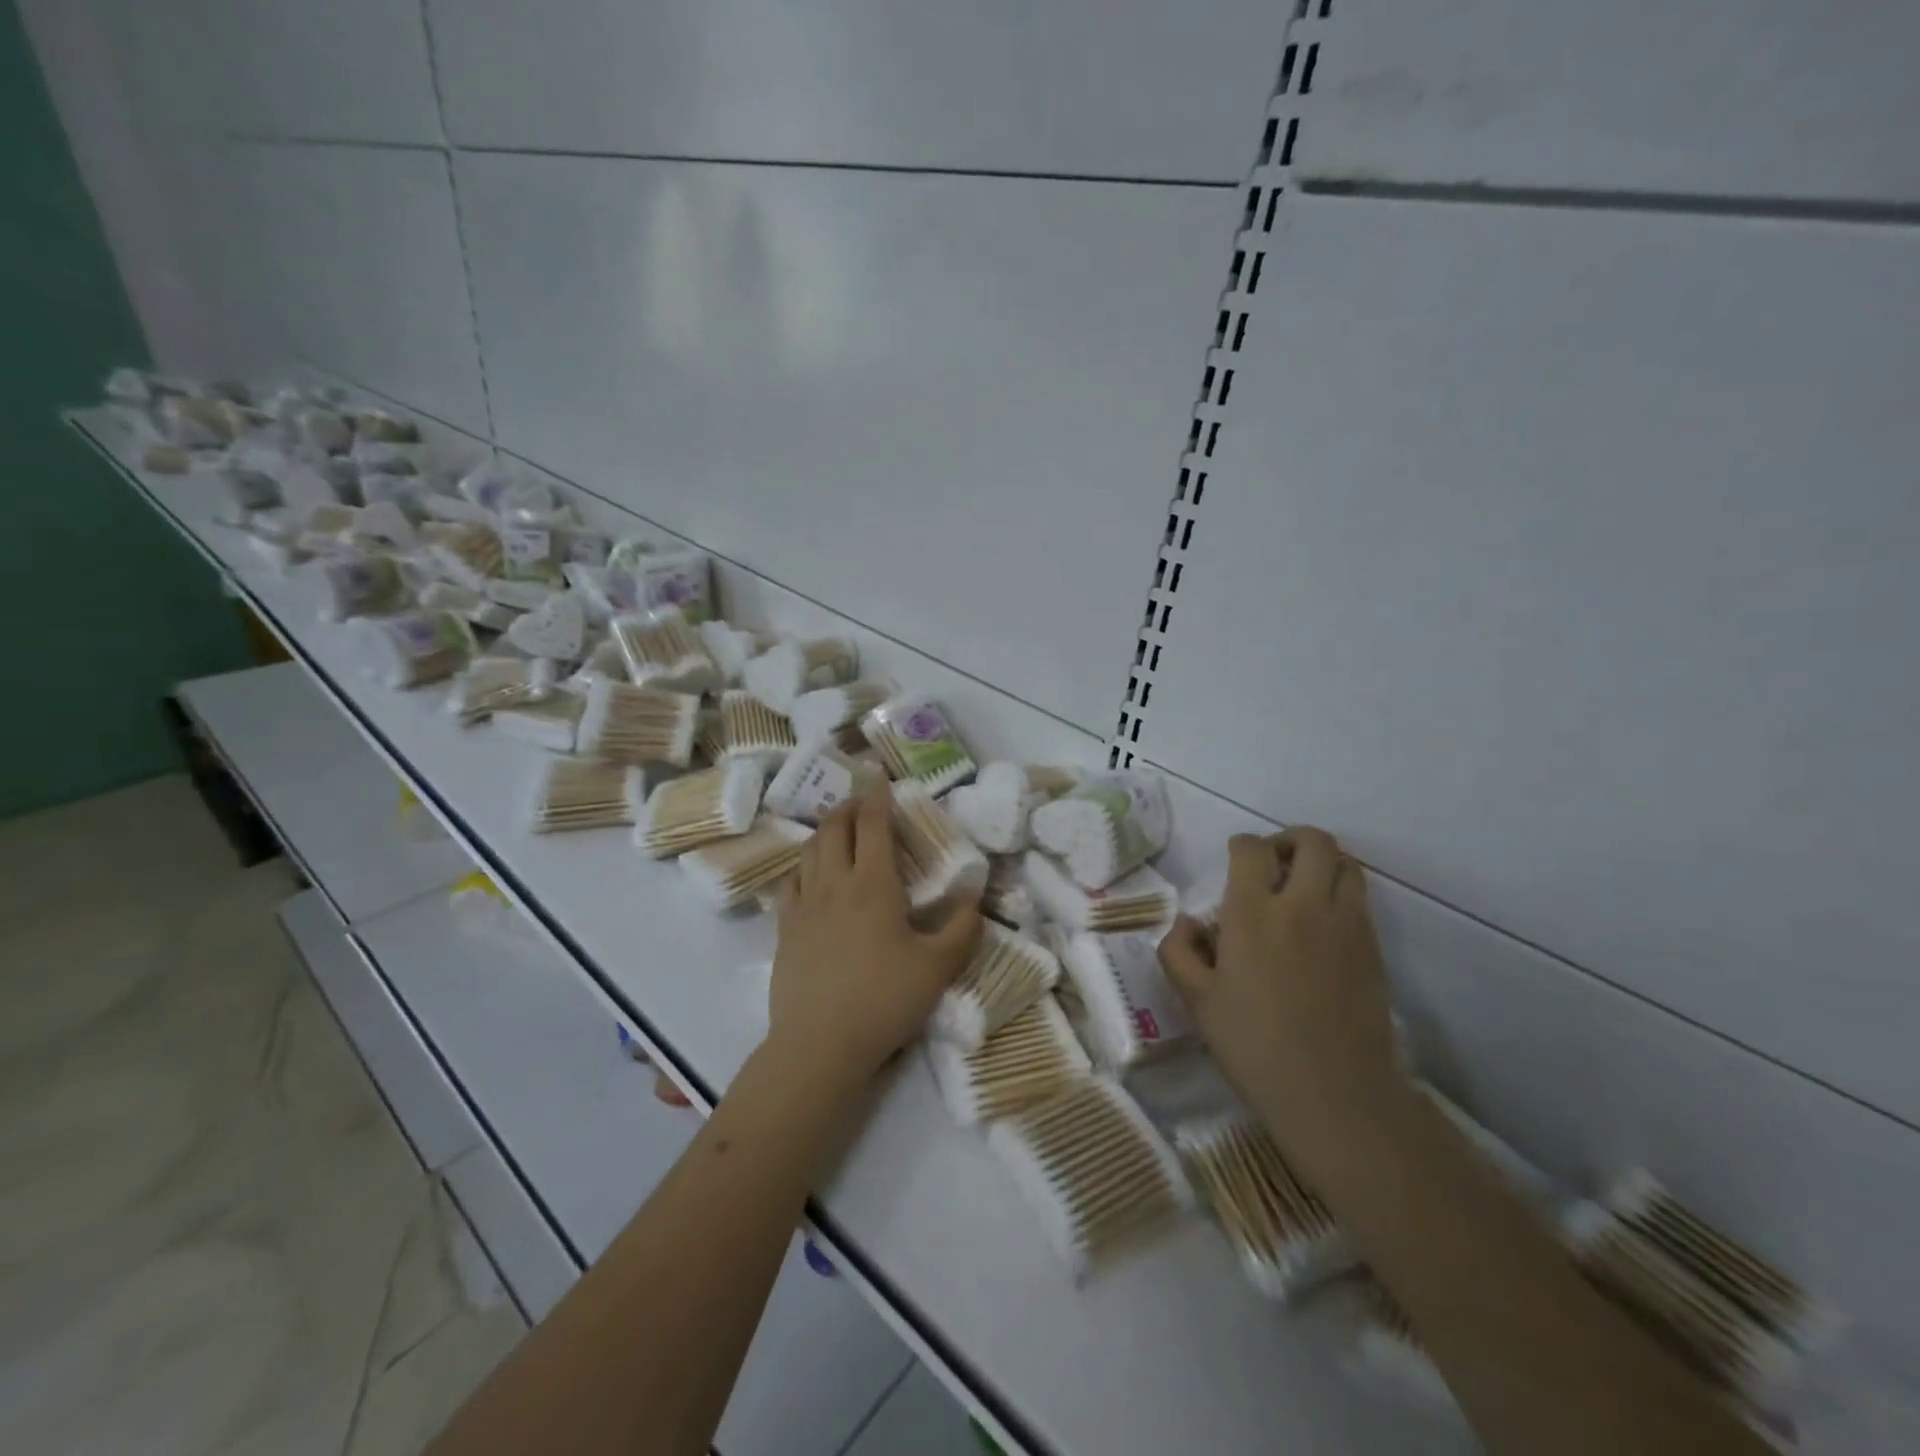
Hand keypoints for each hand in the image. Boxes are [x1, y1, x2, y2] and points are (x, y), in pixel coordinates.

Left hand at [770, 782, 982, 1086]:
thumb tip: (975, 895)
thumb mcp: (937, 967)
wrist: (820, 1044)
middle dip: (848, 807)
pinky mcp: (785, 929)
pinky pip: (790, 882)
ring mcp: (804, 906)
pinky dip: (802, 866)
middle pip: (834, 829)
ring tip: (837, 829)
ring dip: (824, 831)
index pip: (872, 825)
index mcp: (873, 884)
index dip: (876, 796)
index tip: (880, 777)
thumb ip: (962, 927)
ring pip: (809, 851)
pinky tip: (809, 874)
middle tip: (862, 802)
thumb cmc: (884, 1000)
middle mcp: (834, 884)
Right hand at [1159, 828, 1406, 1185]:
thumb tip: (1188, 924)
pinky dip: (1341, 894)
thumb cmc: (1254, 1046)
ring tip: (1303, 887)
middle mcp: (1304, 906)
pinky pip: (1361, 900)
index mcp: (1253, 913)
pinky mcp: (1373, 948)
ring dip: (1323, 863)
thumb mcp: (1196, 1001)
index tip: (1234, 862)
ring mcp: (1347, 925)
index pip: (1252, 849)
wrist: (1335, 1094)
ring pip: (1347, 864)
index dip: (1241, 846)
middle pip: (1313, 841)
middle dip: (1290, 840)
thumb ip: (1179, 951)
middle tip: (1273, 864)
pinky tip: (1322, 926)